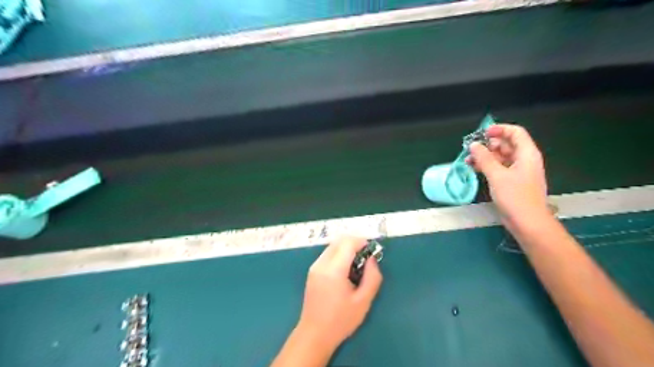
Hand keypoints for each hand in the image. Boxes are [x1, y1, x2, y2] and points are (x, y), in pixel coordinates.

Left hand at [297, 236, 383, 350]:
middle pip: (339, 240)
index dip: (362, 242)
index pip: (348, 243)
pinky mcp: (312, 271)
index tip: (372, 251)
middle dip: (355, 243)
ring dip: (346, 248)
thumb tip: (372, 259)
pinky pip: (327, 254)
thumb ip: (372, 277)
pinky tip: (345, 270)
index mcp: (333, 270)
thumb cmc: (341, 320)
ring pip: (332, 246)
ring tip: (357, 265)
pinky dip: (339, 254)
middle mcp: (321, 263)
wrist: (314, 334)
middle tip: (366, 257)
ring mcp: (314, 266)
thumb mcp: (363, 301)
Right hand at [465, 124, 550, 231]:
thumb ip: (484, 158)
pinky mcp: (512, 182)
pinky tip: (474, 169)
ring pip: (501, 157)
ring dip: (485, 157)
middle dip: (488, 145)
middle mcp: (524, 160)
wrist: (527, 222)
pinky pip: (499, 168)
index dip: (499, 129)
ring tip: (468, 161)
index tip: (482, 134)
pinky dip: (487, 167)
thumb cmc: (515, 197)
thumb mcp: (497, 175)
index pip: (515, 132)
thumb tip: (474, 145)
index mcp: (527, 154)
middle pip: (506, 144)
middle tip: (471, 149)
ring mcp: (518, 172)